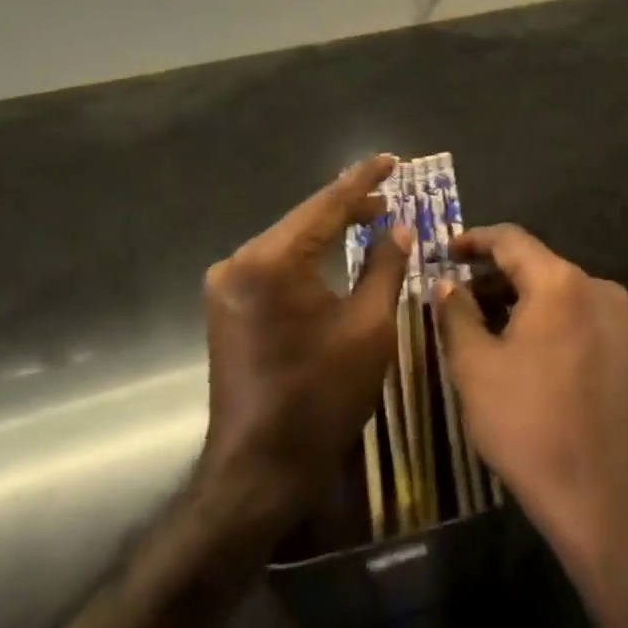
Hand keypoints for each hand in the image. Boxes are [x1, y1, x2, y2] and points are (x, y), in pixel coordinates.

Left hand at [198, 155, 412, 514]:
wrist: (260, 468)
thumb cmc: (322, 395)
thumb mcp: (368, 327)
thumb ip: (385, 266)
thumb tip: (400, 226)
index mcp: (271, 261)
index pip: (325, 205)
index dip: (363, 181)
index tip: (392, 159)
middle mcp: (238, 262)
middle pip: (304, 221)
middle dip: (348, 207)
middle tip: (391, 195)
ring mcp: (226, 286)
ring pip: (289, 243)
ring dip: (328, 232)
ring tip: (371, 217)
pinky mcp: (227, 306)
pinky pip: (276, 266)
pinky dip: (309, 257)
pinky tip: (335, 253)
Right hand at [433, 225, 627, 566]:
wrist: (599, 496)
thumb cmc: (527, 424)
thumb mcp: (475, 367)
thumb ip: (456, 313)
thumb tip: (447, 283)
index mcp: (561, 283)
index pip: (512, 240)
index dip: (475, 240)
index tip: (446, 251)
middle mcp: (598, 289)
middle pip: (538, 265)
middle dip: (495, 276)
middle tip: (458, 296)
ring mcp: (621, 321)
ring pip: (560, 293)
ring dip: (521, 301)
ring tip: (486, 325)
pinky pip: (580, 318)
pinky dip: (549, 321)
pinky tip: (525, 349)